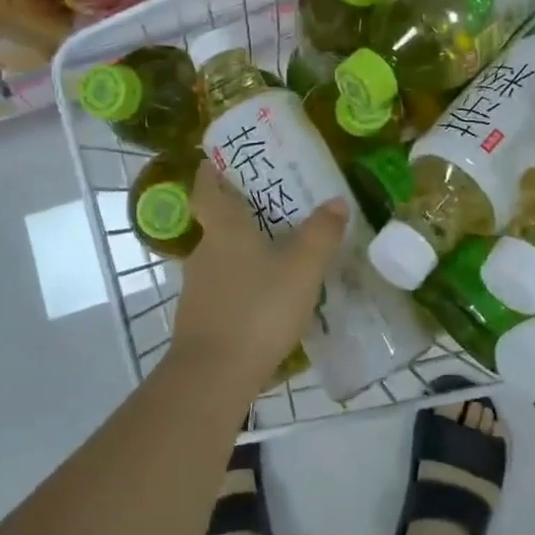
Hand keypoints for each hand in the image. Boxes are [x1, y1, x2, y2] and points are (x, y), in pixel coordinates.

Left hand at [170, 161, 347, 396]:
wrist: (213, 376)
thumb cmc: (258, 308)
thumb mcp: (302, 268)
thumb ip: (321, 233)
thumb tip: (336, 201)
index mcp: (224, 229)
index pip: (207, 189)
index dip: (212, 171)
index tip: (218, 159)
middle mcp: (204, 252)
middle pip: (218, 223)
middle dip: (243, 214)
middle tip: (276, 208)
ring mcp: (198, 288)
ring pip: (223, 258)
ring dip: (245, 252)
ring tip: (280, 256)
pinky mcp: (201, 319)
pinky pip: (225, 289)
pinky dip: (243, 285)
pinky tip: (268, 299)